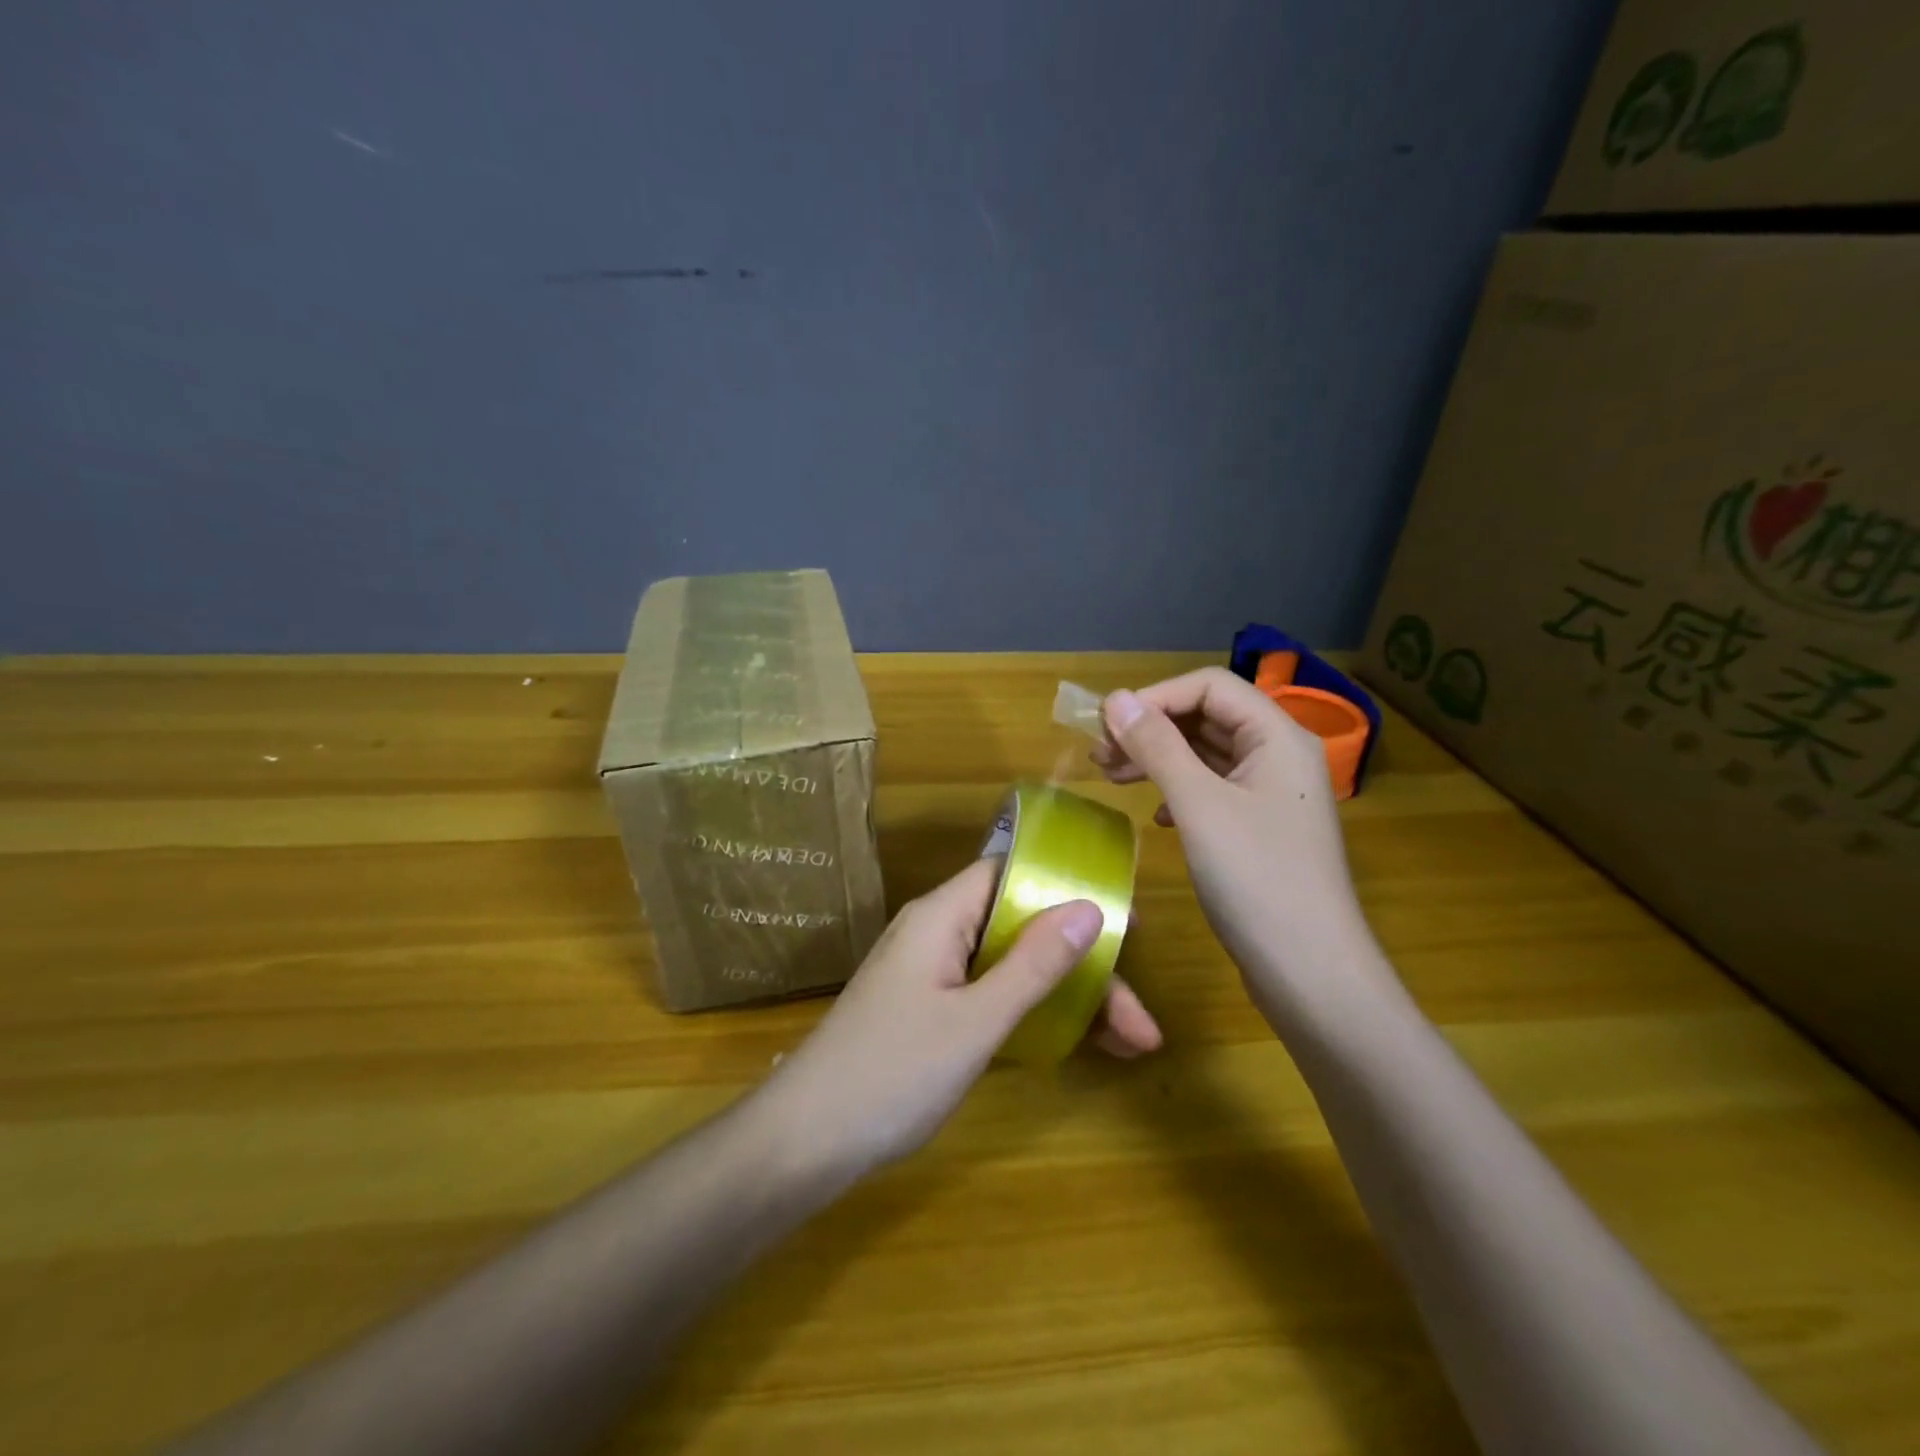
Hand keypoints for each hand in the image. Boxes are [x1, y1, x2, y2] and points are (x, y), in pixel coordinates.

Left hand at [761, 858, 1162, 1178]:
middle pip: (1023, 929)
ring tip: (1128, 1044)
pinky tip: (1074, 1043)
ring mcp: (931, 974)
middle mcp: (937, 933)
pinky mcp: (928, 1011)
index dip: (1066, 887)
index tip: (1121, 922)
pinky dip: (1033, 1015)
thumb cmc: (892, 1072)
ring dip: (1067, 998)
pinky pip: (992, 995)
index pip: (1011, 874)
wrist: (804, 1142)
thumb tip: (1089, 906)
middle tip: (1140, 1022)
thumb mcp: (975, 1020)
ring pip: (1012, 968)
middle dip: (1084, 969)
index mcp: (942, 916)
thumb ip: (1034, 964)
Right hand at [1093, 668, 1382, 1013]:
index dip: (1155, 698)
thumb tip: (1115, 698)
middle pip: (1208, 718)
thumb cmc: (1256, 879)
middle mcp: (1280, 756)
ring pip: (1207, 756)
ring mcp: (1273, 795)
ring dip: (1159, 760)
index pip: (1210, 687)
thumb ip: (1157, 746)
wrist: (1310, 972)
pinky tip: (1157, 817)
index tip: (1107, 727)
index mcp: (1278, 736)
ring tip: (1112, 778)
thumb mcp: (1199, 805)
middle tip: (1100, 755)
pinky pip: (1213, 791)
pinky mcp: (1261, 830)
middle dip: (1152, 729)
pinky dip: (1178, 793)